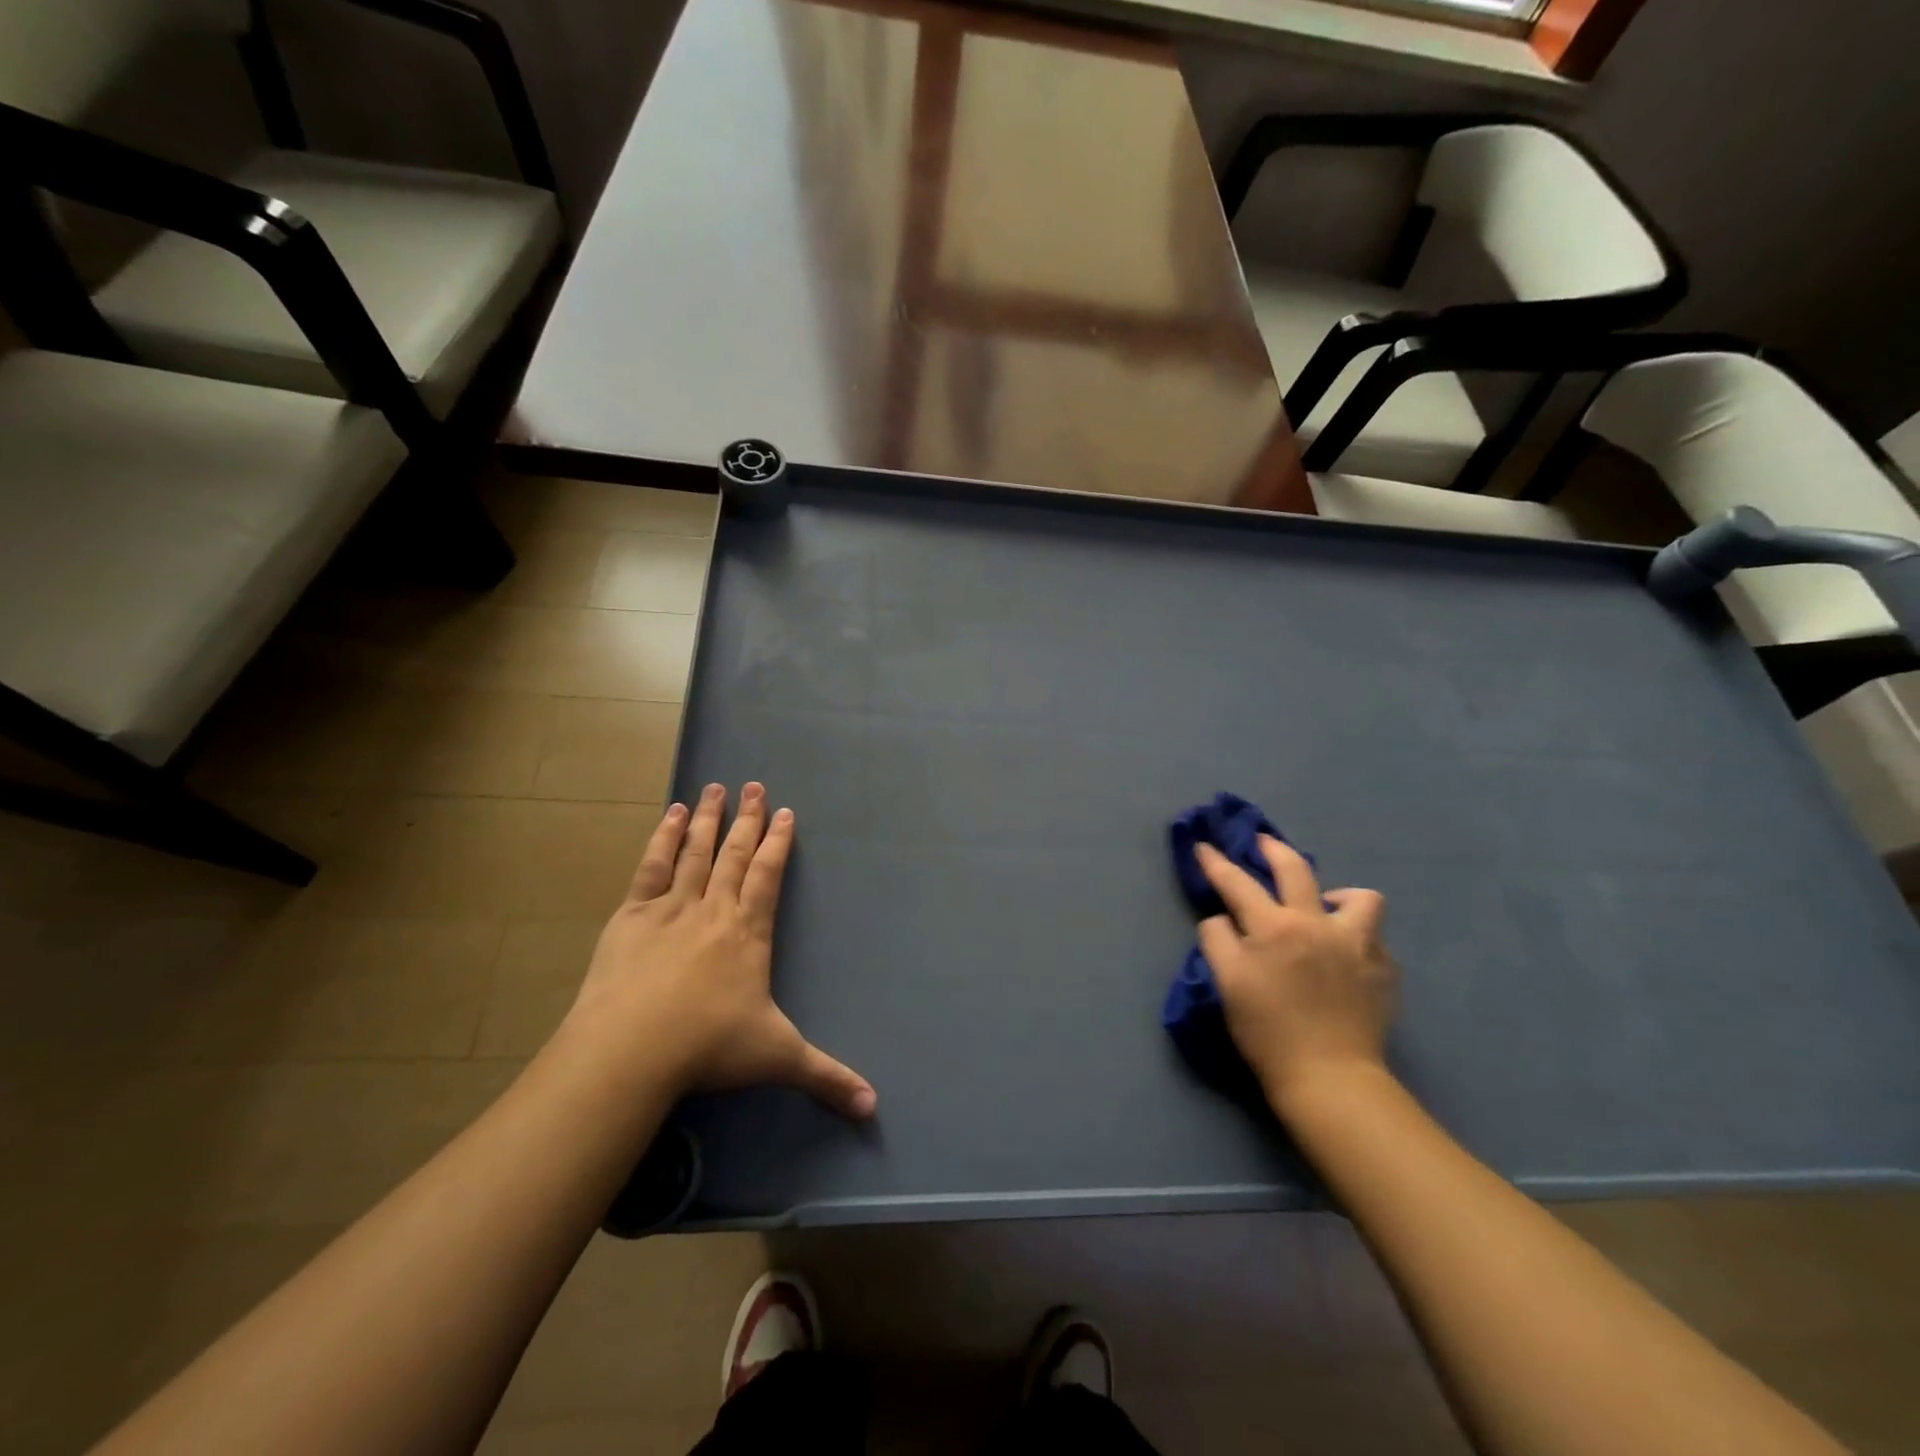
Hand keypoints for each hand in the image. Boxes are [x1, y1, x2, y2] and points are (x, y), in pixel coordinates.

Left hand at [563, 783, 876, 1118]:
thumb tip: (874, 1107)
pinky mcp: (631, 916)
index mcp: (748, 931)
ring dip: (706, 819)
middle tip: (752, 785)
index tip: (783, 812)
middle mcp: (713, 909)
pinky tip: (669, 816)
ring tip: (713, 788)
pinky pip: (652, 867)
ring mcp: (670, 908)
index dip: (777, 843)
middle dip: (746, 819)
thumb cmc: (709, 1047)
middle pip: (733, 854)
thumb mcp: (777, 1058)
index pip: (767, 875)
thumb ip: (826, 1076)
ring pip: (694, 852)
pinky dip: (662, 839)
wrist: (631, 1049)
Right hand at [1196, 837, 1397, 1110]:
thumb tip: (1221, 919)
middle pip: (1296, 870)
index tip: (1203, 846)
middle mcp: (1317, 924)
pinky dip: (1357, 941)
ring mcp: (1357, 944)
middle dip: (1273, 850)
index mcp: (1274, 928)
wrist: (1329, 1078)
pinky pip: (1373, 940)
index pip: (1237, 883)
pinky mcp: (1384, 970)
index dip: (1216, 862)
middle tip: (1263, 843)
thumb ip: (1217, 940)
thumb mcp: (1226, 984)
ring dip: (1339, 897)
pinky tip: (1346, 959)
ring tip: (1327, 910)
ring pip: (1360, 898)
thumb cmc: (1268, 1032)